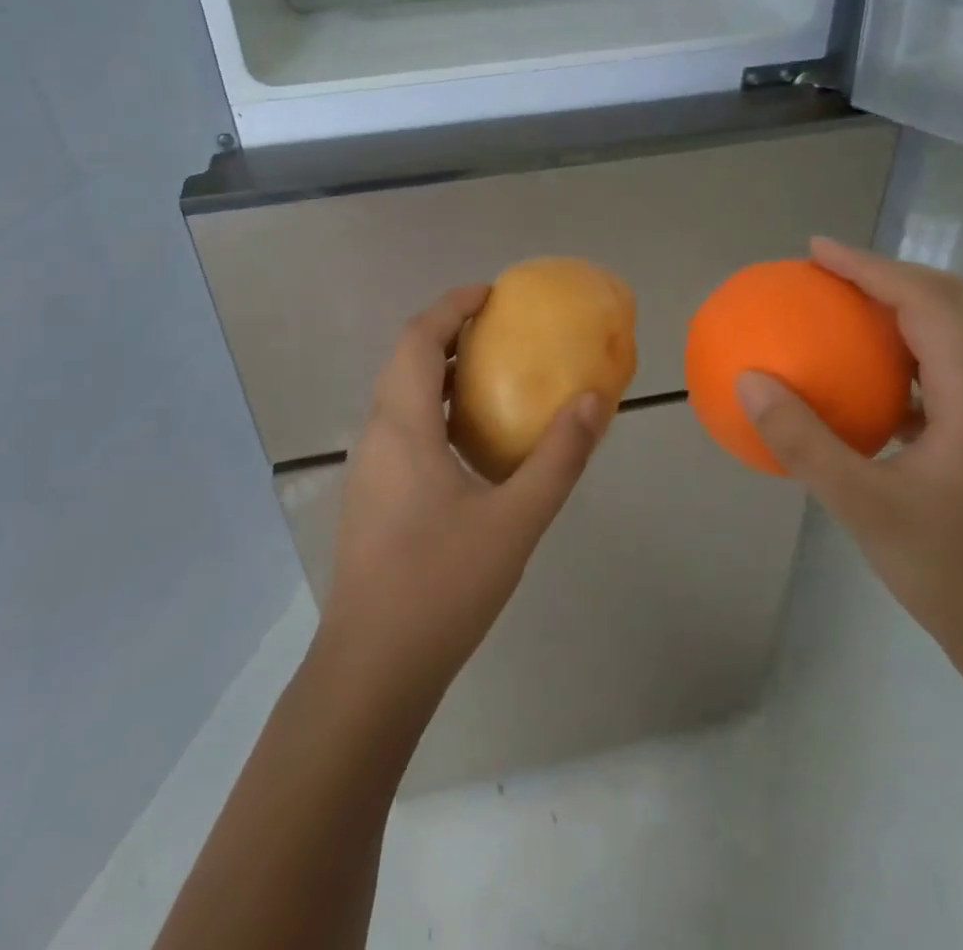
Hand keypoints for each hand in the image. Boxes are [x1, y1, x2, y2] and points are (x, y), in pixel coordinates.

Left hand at [316, 285, 607, 711]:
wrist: (372, 669)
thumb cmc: (442, 586)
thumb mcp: (515, 520)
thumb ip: (558, 457)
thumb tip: (594, 400)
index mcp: (402, 426)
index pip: (417, 338)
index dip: (451, 306)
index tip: (491, 294)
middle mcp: (376, 435)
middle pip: (404, 360)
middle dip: (446, 332)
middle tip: (497, 328)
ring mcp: (368, 468)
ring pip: (398, 395)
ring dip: (437, 371)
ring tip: (489, 374)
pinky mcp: (370, 496)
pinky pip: (400, 427)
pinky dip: (432, 408)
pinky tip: (468, 441)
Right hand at [735, 238, 962, 695]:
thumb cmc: (951, 573)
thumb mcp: (862, 506)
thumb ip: (803, 441)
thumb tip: (750, 381)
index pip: (928, 304)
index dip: (872, 267)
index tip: (817, 252)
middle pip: (950, 305)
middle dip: (887, 275)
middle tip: (826, 272)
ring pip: (946, 338)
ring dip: (894, 310)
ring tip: (836, 310)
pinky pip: (932, 375)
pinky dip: (892, 357)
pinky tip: (854, 383)